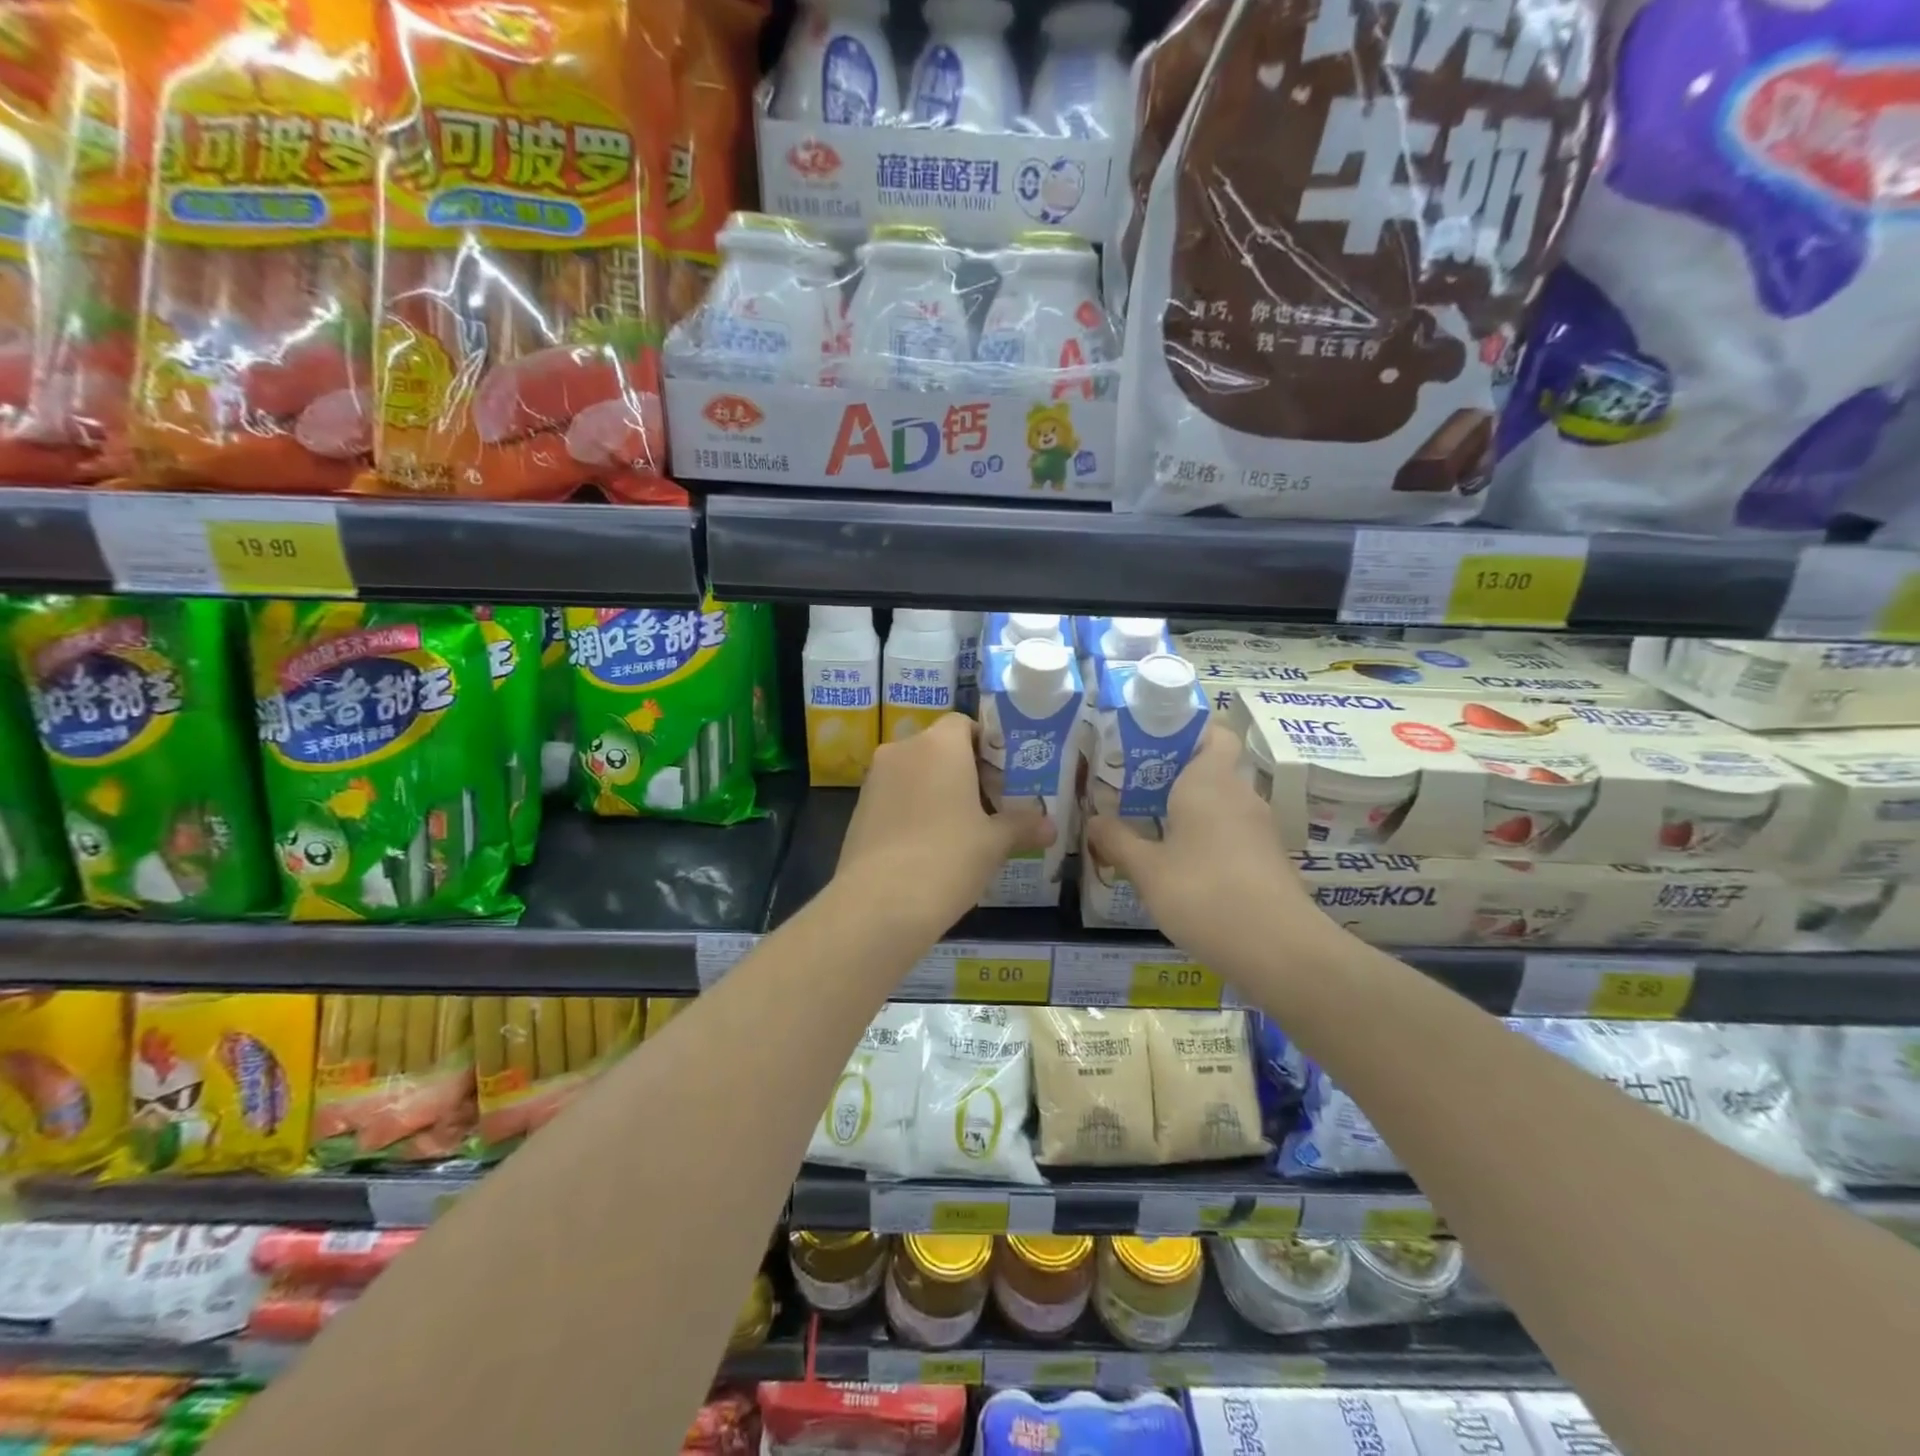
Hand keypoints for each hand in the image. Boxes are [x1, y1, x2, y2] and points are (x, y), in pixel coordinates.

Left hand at [834, 712, 1052, 937]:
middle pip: (939, 749)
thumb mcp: (994, 843)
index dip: (986, 746)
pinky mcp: (858, 810)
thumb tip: (1051, 826)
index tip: (1003, 779)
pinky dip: (913, 811)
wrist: (878, 903)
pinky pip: (895, 798)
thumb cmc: (947, 858)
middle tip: (990, 808)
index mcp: (939, 745)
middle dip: (964, 772)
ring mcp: (875, 780)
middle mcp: (902, 751)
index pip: (963, 724)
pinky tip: (930, 848)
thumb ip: (1022, 825)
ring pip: (914, 774)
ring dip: (937, 793)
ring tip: (962, 831)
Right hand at [1085, 723, 1318, 968]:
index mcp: (1210, 781)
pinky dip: (1207, 839)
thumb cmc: (1204, 894)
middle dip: (1173, 777)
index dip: (1186, 732)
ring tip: (1148, 827)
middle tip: (1132, 790)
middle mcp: (1239, 795)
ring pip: (1220, 804)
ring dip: (1189, 811)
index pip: (1213, 733)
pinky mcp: (1268, 859)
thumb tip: (1094, 819)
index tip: (1150, 745)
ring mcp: (1259, 828)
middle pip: (1210, 769)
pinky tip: (1180, 866)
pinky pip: (1232, 833)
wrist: (1279, 950)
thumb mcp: (1147, 870)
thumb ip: (1117, 840)